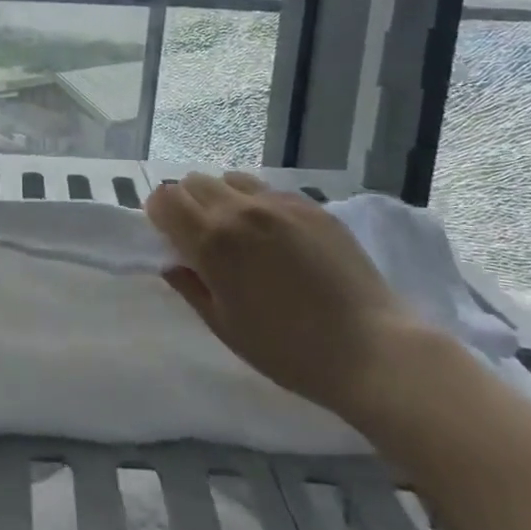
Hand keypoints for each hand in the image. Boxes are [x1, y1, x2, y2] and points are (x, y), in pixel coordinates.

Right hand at [145, 172, 425, 420]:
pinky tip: (276, 236)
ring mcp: (280, 204)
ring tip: (239, 232)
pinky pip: (268, 190)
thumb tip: (173, 262)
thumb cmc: (287, 350)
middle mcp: (241, 210)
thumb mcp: (224, 326)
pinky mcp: (312, 206)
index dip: (159, 215)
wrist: (371, 350)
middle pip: (194, 182)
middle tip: (201, 237)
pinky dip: (257, 203)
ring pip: (231, 179)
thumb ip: (190, 286)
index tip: (168, 237)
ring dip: (222, 198)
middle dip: (187, 203)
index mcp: (212, 240)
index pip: (165, 199)